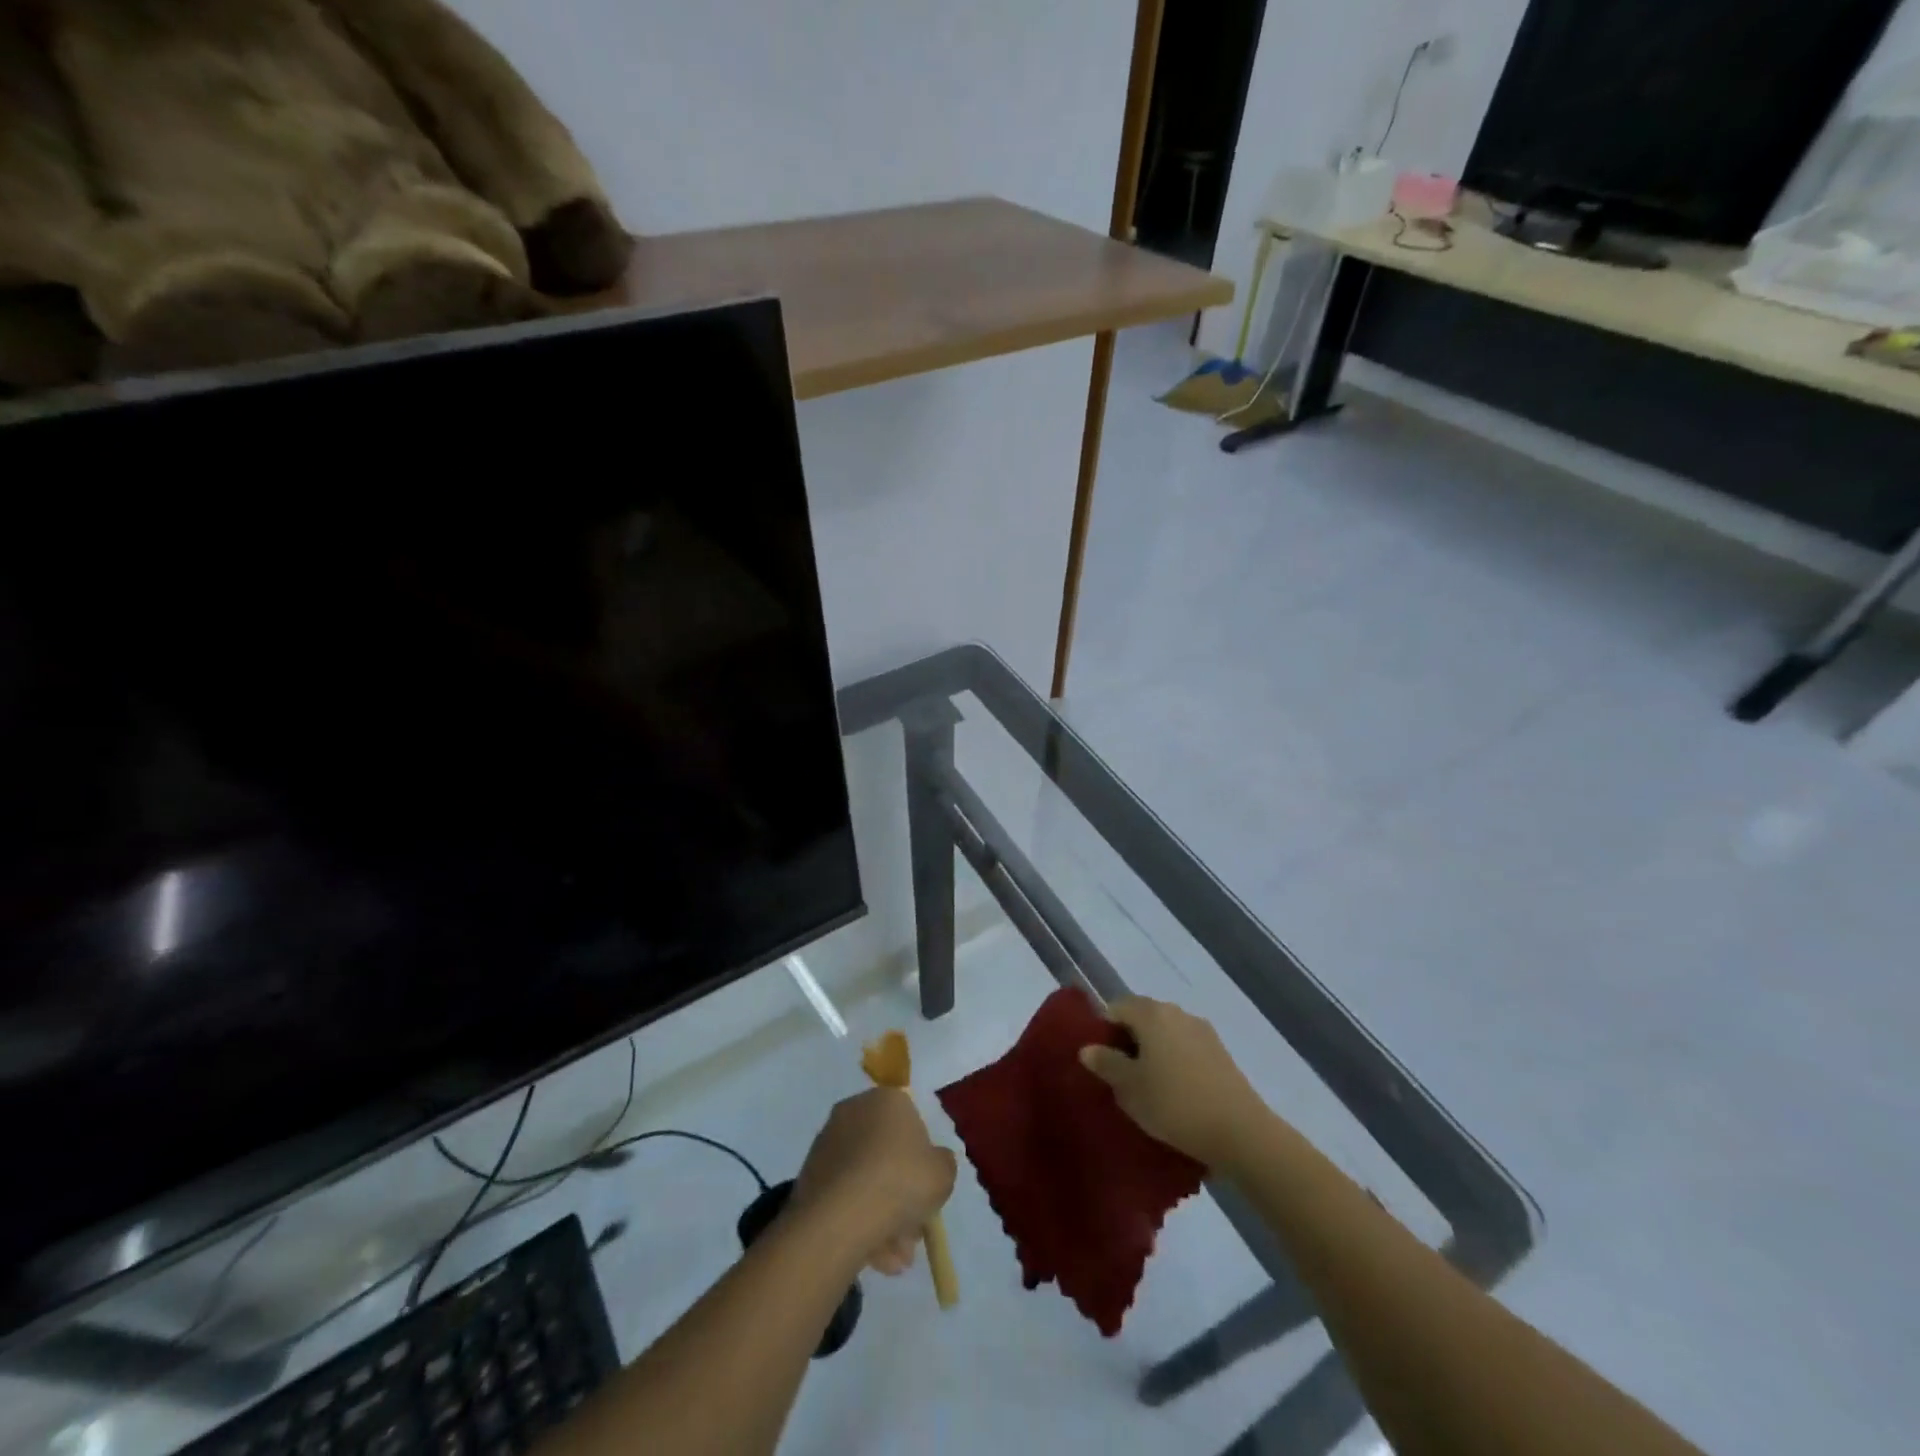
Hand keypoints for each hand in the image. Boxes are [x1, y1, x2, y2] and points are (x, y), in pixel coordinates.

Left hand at [789, 1088, 957, 1275]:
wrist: (839, 1217)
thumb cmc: (900, 1182)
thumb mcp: (943, 1174)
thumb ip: (943, 1164)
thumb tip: (933, 1162)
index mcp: (887, 1099)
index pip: (911, 1122)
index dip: (921, 1159)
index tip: (926, 1190)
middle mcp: (854, 1111)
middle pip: (886, 1155)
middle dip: (901, 1196)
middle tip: (912, 1233)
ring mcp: (828, 1143)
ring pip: (865, 1181)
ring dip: (883, 1218)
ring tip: (895, 1259)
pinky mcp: (809, 1175)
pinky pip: (844, 1197)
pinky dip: (858, 1222)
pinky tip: (873, 1257)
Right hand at [1079, 996, 1266, 1169]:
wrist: (1240, 1131)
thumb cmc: (1174, 1104)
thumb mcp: (1130, 1089)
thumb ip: (1106, 1064)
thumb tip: (1088, 1048)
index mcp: (1151, 1013)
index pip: (1116, 1007)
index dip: (1103, 1030)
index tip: (1101, 1061)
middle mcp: (1176, 1012)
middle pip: (1142, 1016)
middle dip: (1128, 1040)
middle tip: (1121, 1075)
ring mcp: (1202, 1030)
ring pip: (1165, 1032)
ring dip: (1153, 1050)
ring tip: (1149, 1086)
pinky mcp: (1220, 1051)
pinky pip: (1185, 1046)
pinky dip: (1175, 1060)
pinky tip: (1176, 1091)